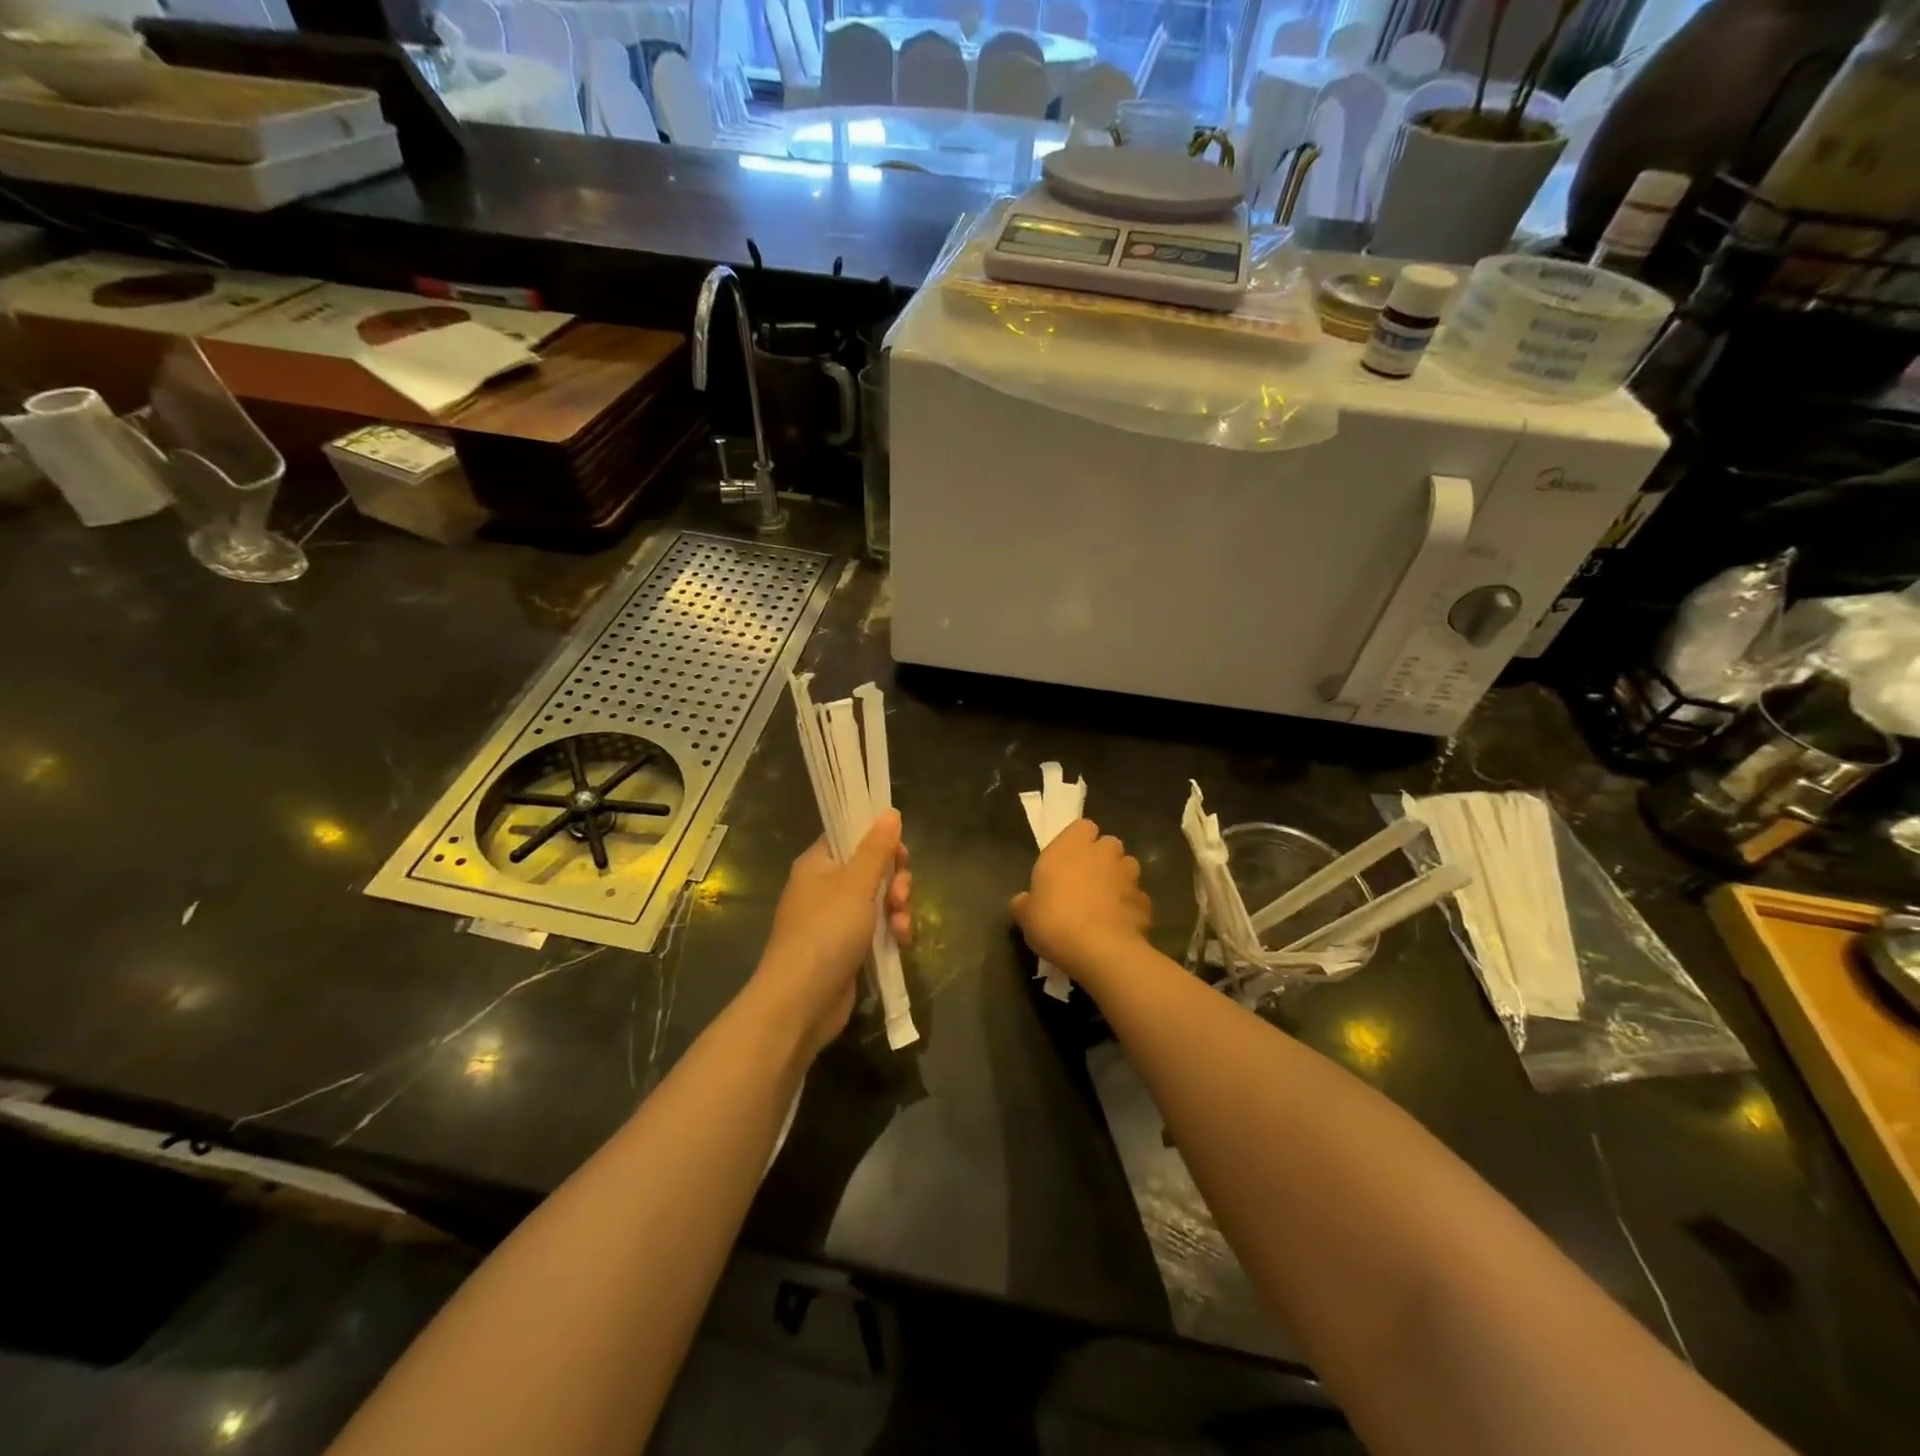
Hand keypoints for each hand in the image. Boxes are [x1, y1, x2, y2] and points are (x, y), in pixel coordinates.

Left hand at [752, 811, 911, 1057]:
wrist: (801, 1002)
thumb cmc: (826, 933)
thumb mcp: (856, 885)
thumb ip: (876, 849)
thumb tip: (890, 812)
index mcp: (818, 864)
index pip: (851, 835)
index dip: (879, 840)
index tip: (899, 854)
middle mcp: (824, 887)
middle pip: (872, 868)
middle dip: (896, 880)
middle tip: (901, 896)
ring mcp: (835, 920)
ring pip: (879, 899)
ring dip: (898, 909)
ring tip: (901, 926)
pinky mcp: (847, 948)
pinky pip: (877, 928)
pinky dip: (892, 932)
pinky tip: (901, 944)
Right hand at [1011, 819, 1150, 984]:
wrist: (1101, 950)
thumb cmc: (1055, 922)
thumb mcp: (1026, 916)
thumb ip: (1025, 903)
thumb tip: (1023, 901)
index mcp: (1070, 847)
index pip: (1082, 827)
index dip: (1078, 841)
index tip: (1068, 859)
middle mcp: (1102, 854)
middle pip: (1108, 844)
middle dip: (1101, 858)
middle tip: (1086, 881)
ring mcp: (1128, 876)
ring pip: (1127, 867)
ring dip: (1119, 879)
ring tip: (1106, 902)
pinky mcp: (1146, 902)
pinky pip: (1137, 898)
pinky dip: (1130, 907)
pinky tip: (1119, 925)